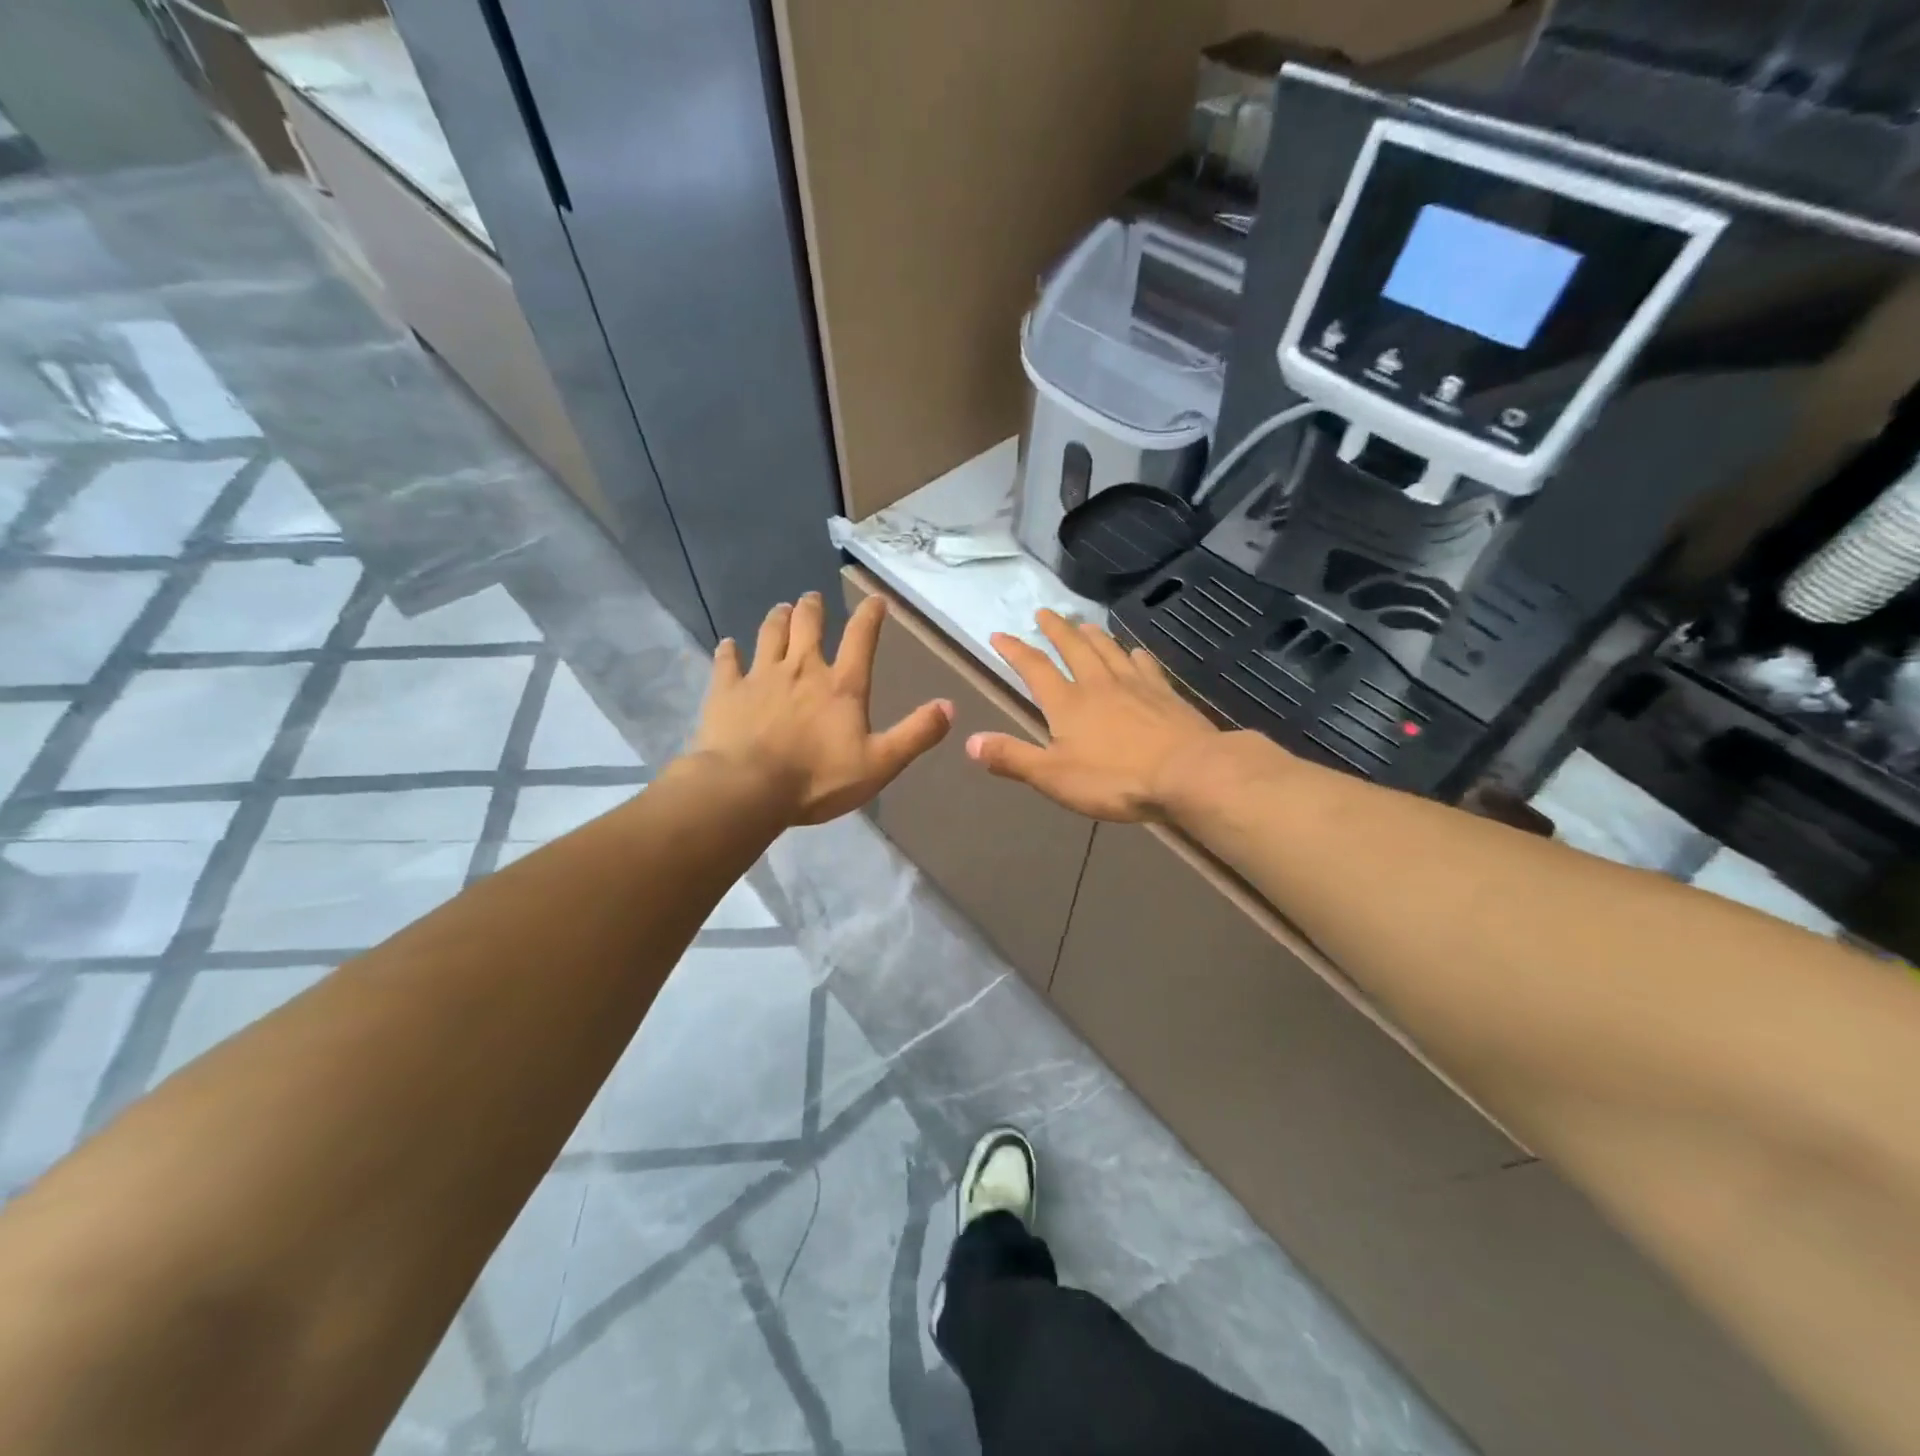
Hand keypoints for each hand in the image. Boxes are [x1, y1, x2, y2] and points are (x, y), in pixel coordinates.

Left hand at [691, 592, 952, 825]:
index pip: (861, 638)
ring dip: (778, 618)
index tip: (875, 600)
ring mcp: (761, 676)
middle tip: (813, 598)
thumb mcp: (880, 763)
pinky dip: (728, 651)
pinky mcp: (727, 691)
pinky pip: (727, 662)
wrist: (748, 788)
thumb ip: (915, 734)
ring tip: (782, 609)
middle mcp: (802, 669)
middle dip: (813, 607)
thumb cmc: (818, 779)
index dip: (870, 616)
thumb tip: (950, 706)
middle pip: (808, 625)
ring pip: (769, 633)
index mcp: (842, 685)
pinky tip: (728, 645)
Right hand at [967, 610, 1219, 821]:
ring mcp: (1135, 685)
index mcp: (1067, 703)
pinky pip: (1145, 665)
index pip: (1034, 668)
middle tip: (1044, 612)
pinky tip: (1134, 652)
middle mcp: (1098, 683)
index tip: (999, 634)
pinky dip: (1134, 654)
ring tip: (1083, 623)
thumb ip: (1013, 757)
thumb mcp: (1053, 776)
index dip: (1014, 650)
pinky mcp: (1165, 694)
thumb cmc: (1114, 779)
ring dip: (1092, 634)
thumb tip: (970, 741)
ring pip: (1109, 649)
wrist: (1187, 773)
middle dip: (1056, 629)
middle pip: (1073, 647)